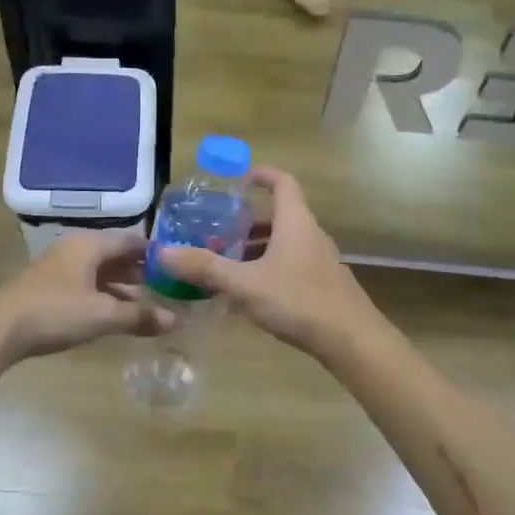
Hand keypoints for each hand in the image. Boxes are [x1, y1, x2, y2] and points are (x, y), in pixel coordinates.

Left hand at [0, 233, 173, 361]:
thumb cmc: (55, 313)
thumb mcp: (103, 315)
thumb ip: (140, 316)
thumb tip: (176, 320)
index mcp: (90, 245)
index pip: (132, 241)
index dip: (156, 252)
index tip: (179, 266)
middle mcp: (75, 249)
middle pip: (116, 255)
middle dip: (141, 271)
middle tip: (168, 287)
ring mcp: (60, 268)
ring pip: (100, 271)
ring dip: (123, 285)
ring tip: (147, 302)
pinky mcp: (49, 287)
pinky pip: (86, 284)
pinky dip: (104, 295)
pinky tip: (114, 314)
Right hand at [160, 168, 378, 358]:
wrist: (352, 340)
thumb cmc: (298, 301)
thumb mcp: (244, 284)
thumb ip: (204, 268)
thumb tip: (162, 252)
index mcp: (295, 222)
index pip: (282, 182)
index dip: (261, 174)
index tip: (238, 179)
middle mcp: (310, 235)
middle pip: (278, 216)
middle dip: (246, 223)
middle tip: (217, 234)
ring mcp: (320, 261)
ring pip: (284, 244)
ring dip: (257, 250)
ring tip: (227, 266)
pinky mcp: (324, 285)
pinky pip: (291, 266)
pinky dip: (269, 270)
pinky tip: (251, 296)